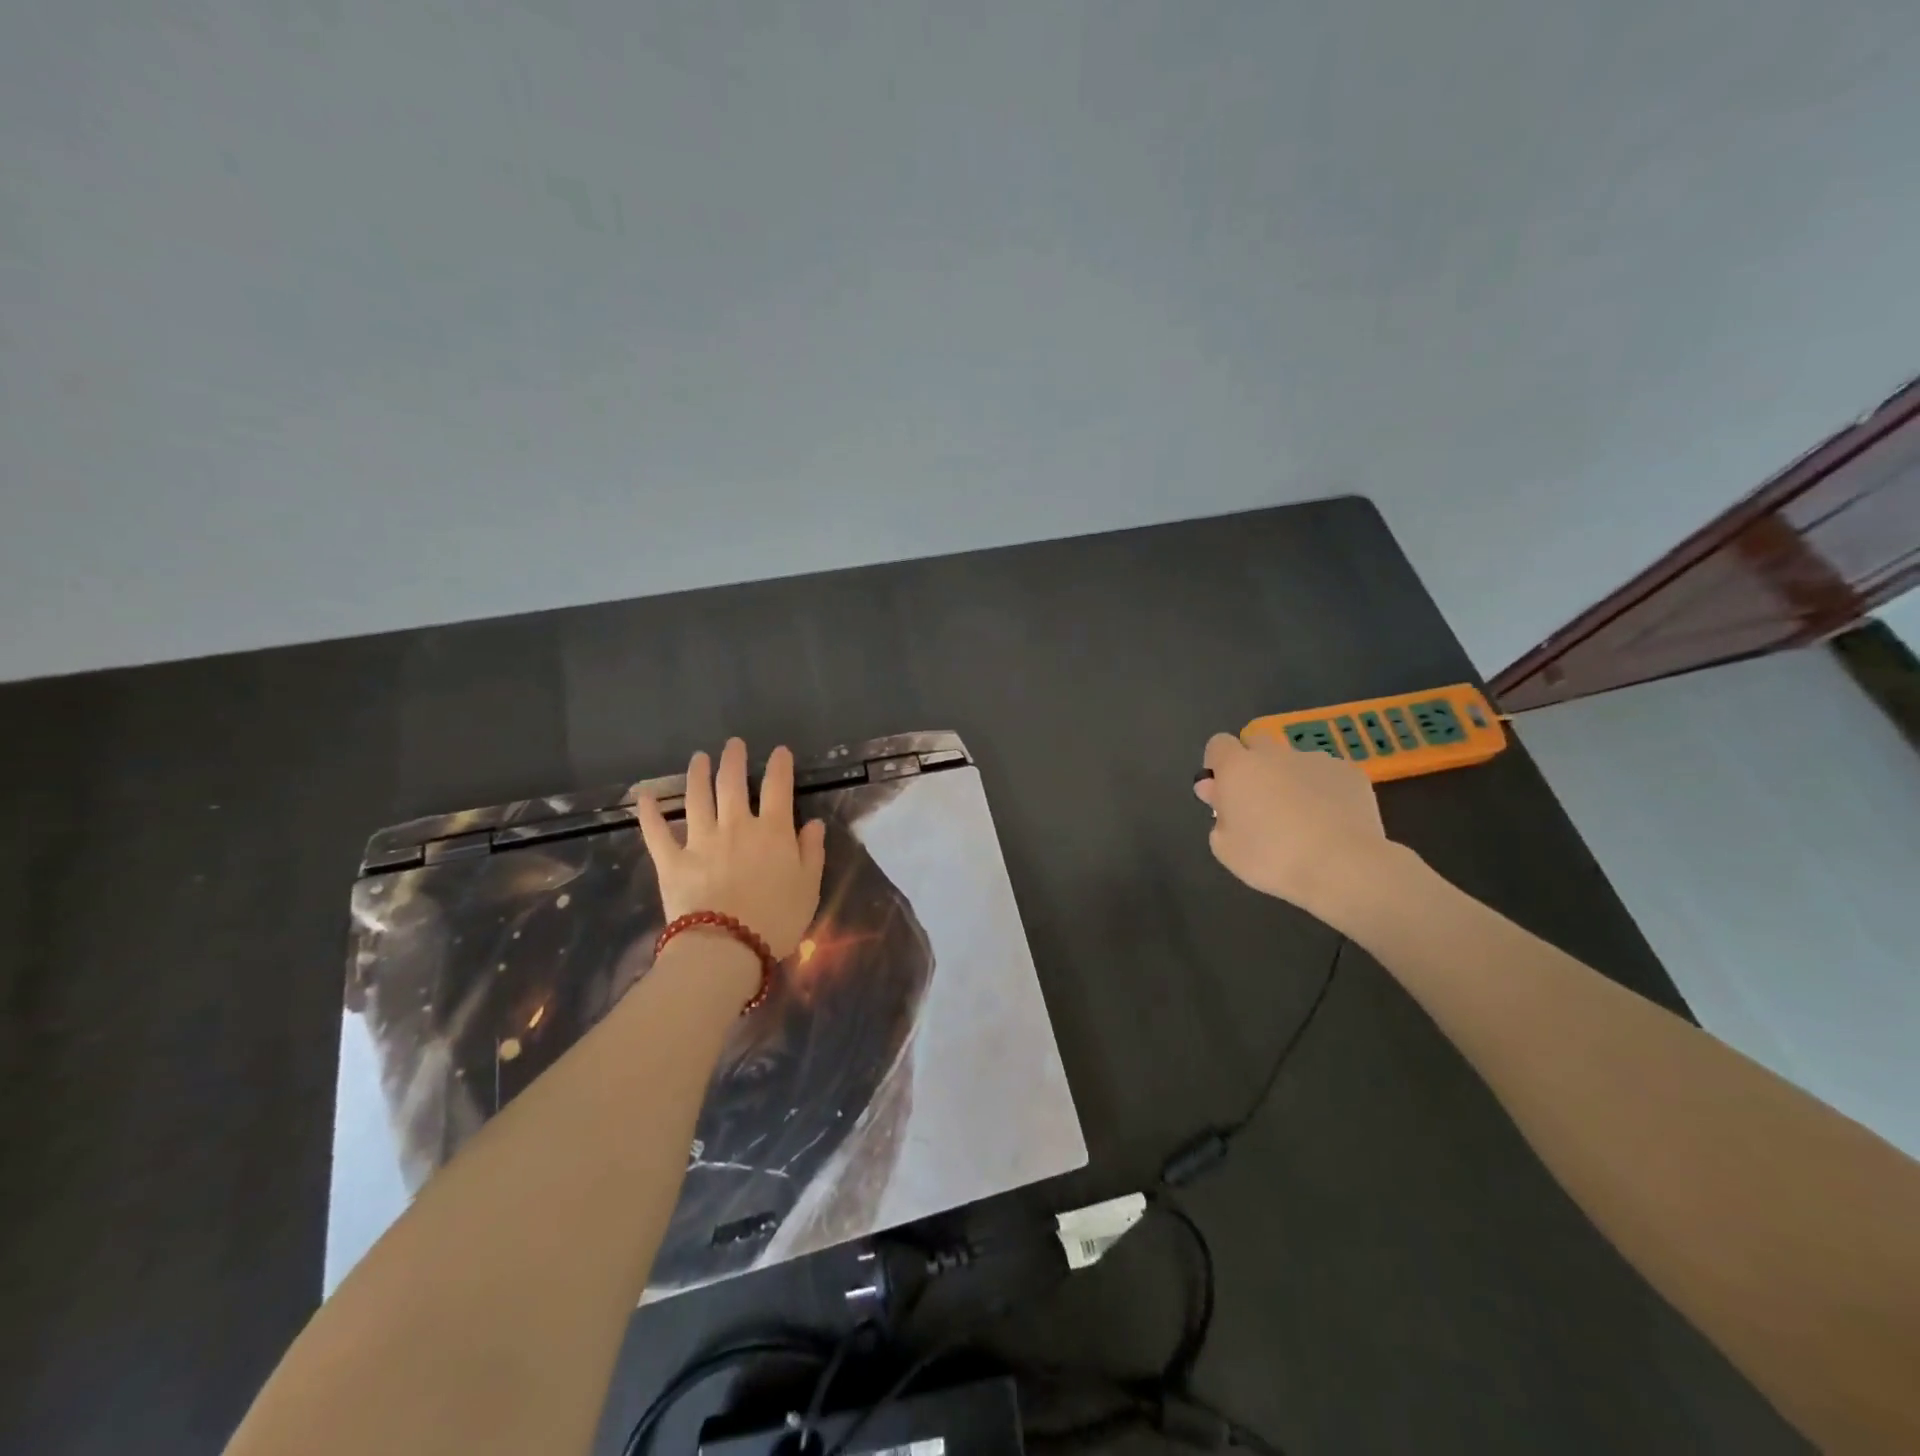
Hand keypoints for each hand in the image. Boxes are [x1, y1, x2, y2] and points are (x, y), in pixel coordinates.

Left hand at [636, 738, 827, 959]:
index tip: (779, 752)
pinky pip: (656, 831)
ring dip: (697, 774)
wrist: (726, 948)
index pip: (778, 787)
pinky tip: (644, 796)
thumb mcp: (809, 887)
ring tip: (699, 759)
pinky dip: (649, 812)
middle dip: (734, 759)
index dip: (780, 765)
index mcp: (773, 831)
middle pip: (733, 783)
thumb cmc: (776, 920)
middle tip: (733, 744)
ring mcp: (700, 840)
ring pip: (697, 797)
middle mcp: (736, 826)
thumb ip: (812, 852)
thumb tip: (813, 824)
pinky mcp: (671, 860)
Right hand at [1193, 732, 1390, 916]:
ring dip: (1290, 780)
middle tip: (1259, 802)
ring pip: (1295, 761)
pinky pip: (1327, 776)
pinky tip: (1331, 822)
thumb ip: (1218, 814)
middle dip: (1254, 765)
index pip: (1218, 744)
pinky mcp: (1350, 773)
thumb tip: (1219, 793)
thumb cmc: (1272, 858)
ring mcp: (1316, 760)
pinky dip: (1323, 792)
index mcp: (1238, 767)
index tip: (1222, 790)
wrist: (1342, 866)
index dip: (1218, 764)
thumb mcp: (1225, 848)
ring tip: (1303, 819)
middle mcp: (1275, 754)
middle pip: (1257, 744)